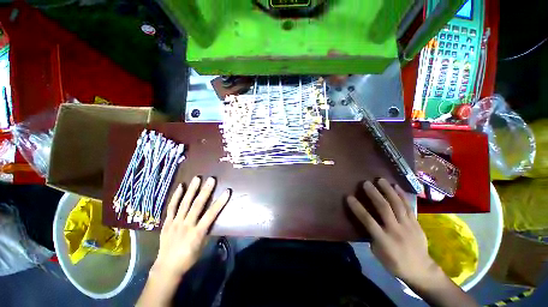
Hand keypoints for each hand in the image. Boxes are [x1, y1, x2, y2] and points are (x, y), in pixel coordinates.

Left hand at [151, 176, 230, 279]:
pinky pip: (171, 207)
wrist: (167, 267)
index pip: (211, 214)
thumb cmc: (188, 258)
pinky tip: (180, 186)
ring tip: (197, 178)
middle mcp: (186, 225)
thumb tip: (212, 218)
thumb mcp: (202, 246)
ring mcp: (175, 222)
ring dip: (191, 190)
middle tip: (211, 179)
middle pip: (197, 205)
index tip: (227, 191)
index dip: (220, 202)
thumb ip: (207, 230)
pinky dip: (176, 196)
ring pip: (184, 203)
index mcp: (197, 232)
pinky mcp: (167, 222)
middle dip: (205, 191)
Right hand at [346, 178, 437, 284]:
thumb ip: (372, 236)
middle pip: (384, 209)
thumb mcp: (378, 253)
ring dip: (388, 191)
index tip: (349, 197)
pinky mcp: (416, 223)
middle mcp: (396, 230)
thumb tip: (366, 221)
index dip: (358, 208)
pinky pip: (408, 206)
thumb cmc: (395, 263)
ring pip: (397, 204)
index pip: (368, 221)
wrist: (421, 270)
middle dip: (374, 194)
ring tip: (381, 180)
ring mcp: (408, 226)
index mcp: (384, 240)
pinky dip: (402, 195)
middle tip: (366, 183)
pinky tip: (396, 186)